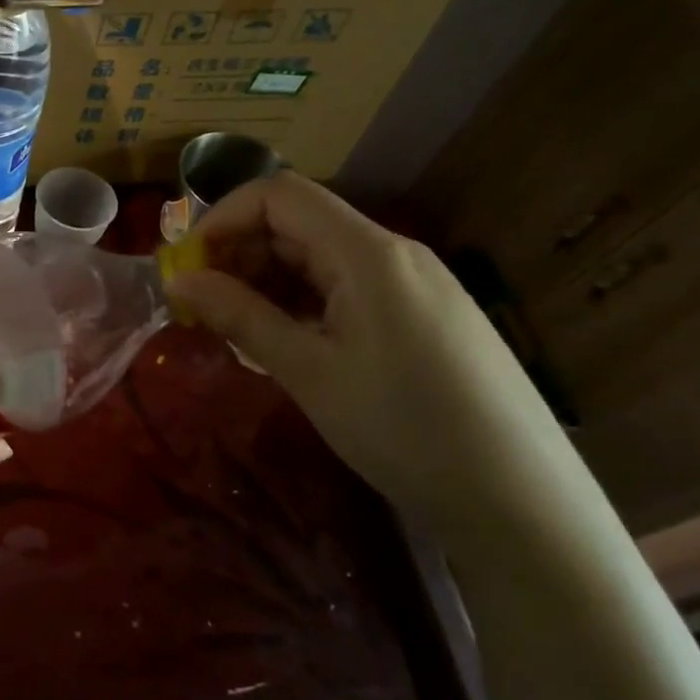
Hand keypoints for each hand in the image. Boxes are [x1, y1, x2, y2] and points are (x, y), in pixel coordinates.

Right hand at [163, 173, 576, 523]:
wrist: (523, 503)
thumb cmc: (405, 430)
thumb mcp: (308, 372)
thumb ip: (239, 316)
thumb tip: (177, 280)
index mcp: (367, 252)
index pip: (278, 195)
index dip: (222, 220)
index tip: (187, 269)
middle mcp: (393, 253)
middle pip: (298, 224)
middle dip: (239, 254)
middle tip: (202, 307)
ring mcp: (414, 284)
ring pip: (320, 258)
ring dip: (268, 282)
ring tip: (238, 331)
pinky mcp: (424, 316)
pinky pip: (347, 288)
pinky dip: (303, 304)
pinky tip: (287, 344)